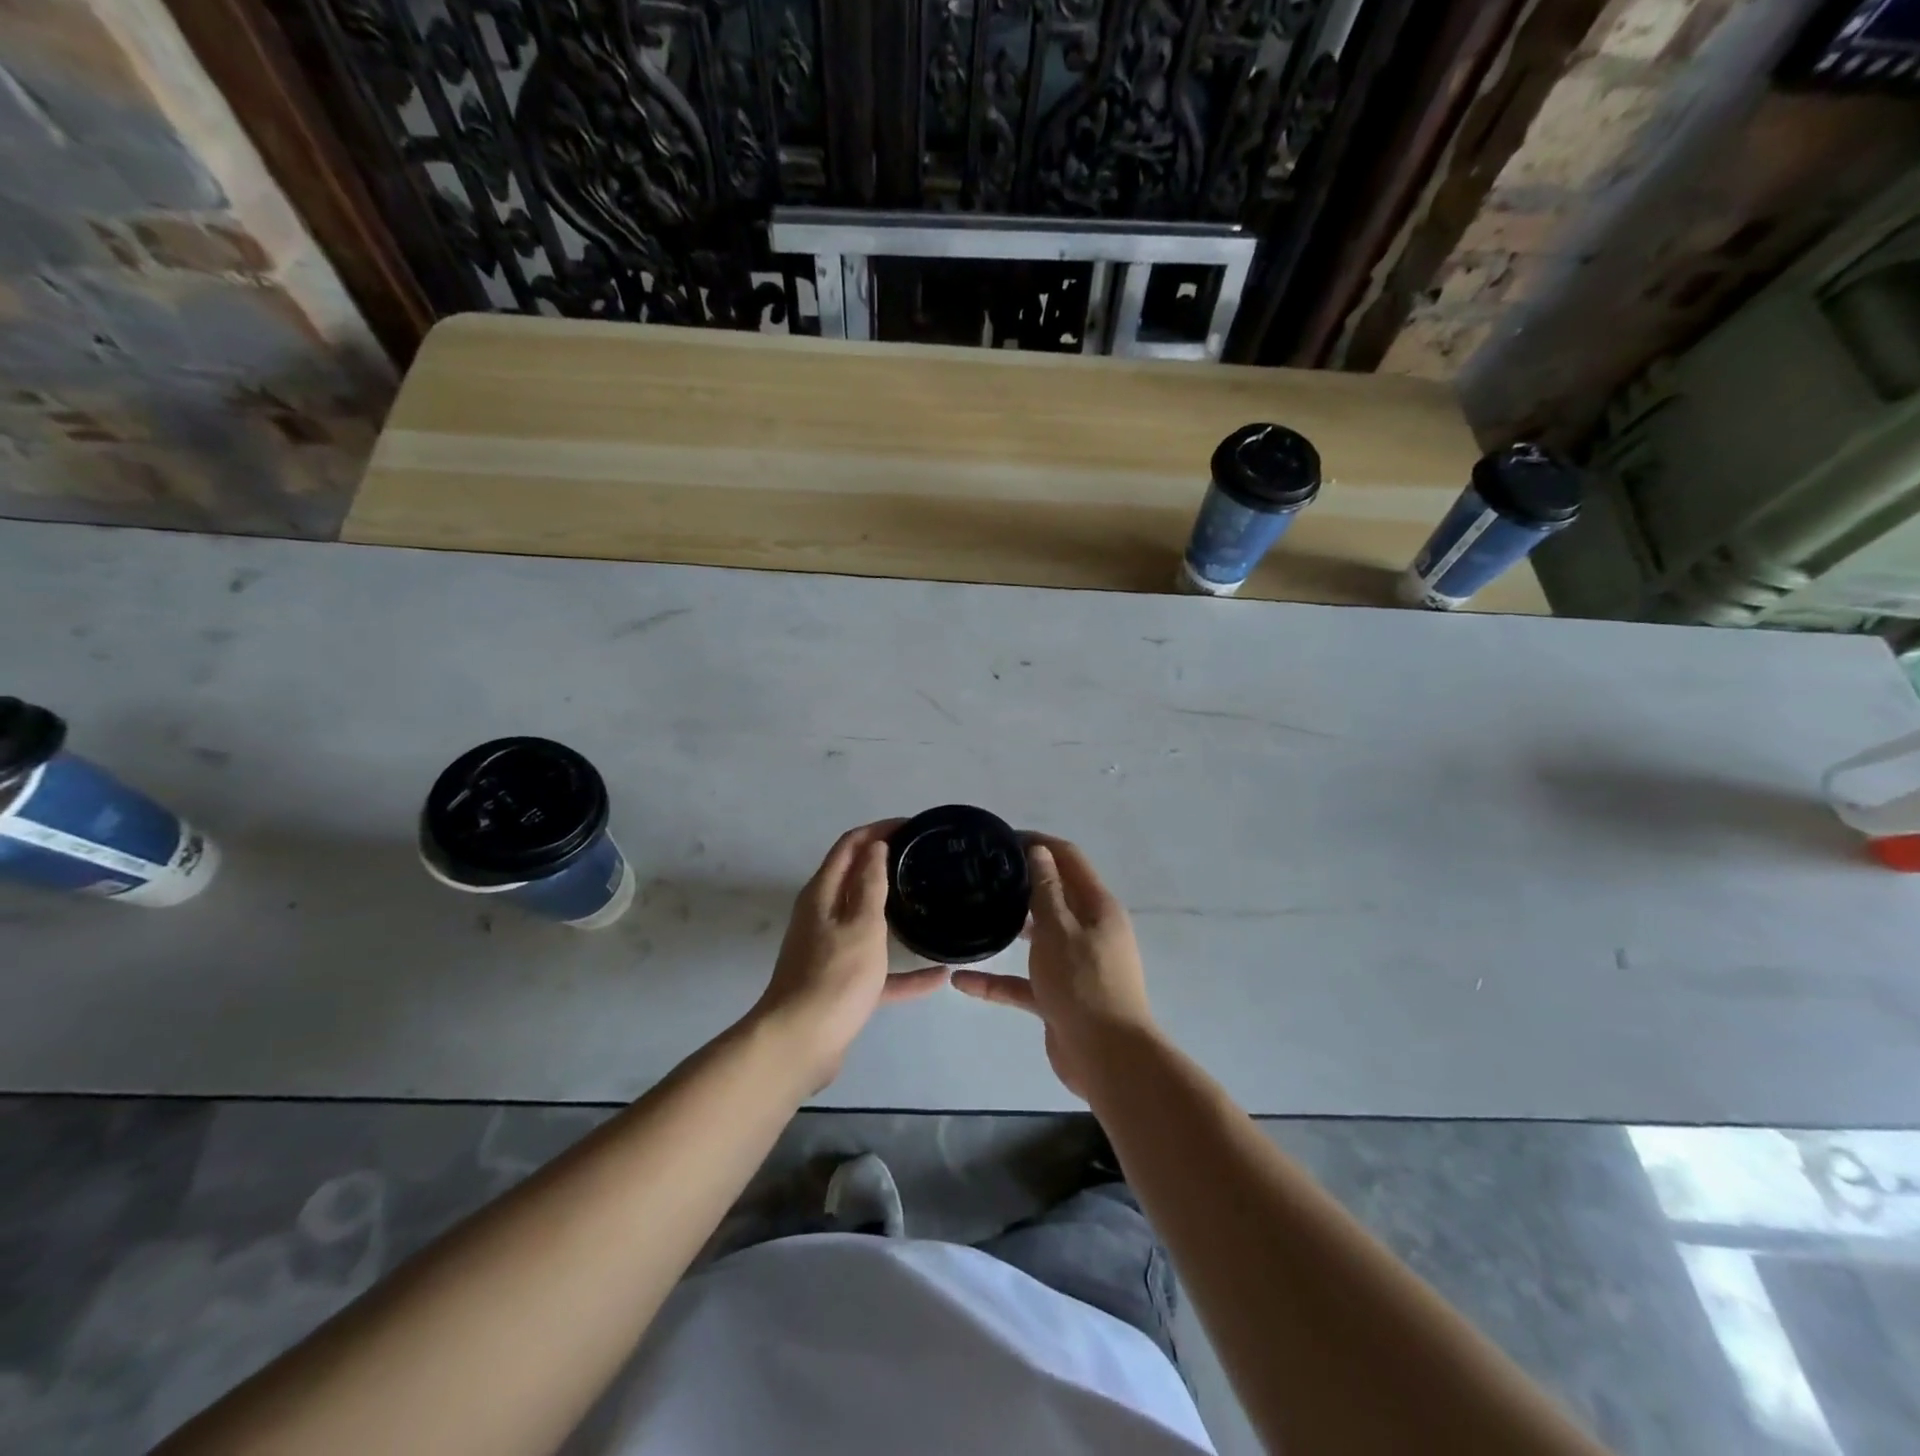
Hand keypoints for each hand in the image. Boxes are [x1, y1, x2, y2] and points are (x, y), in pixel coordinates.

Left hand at [750, 821, 948, 1092]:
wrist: (800, 1044)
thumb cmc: (834, 977)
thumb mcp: (861, 925)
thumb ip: (870, 885)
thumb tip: (875, 847)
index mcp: (823, 894)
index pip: (850, 846)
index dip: (878, 830)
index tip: (913, 827)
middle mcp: (822, 916)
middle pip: (856, 879)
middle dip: (887, 864)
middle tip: (925, 860)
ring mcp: (831, 951)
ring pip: (867, 922)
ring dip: (894, 911)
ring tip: (930, 903)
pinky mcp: (841, 984)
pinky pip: (878, 969)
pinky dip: (904, 971)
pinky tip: (938, 976)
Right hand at [952, 835, 1156, 1095]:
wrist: (1107, 1057)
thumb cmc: (1083, 983)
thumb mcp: (1060, 929)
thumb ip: (1046, 890)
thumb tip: (1039, 851)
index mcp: (1097, 907)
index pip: (1069, 859)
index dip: (1040, 843)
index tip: (1003, 838)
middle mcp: (1089, 930)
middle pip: (1054, 896)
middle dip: (1021, 882)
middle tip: (981, 874)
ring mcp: (1074, 965)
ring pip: (1038, 938)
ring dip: (1010, 928)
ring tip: (972, 914)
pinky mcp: (1059, 997)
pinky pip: (1024, 982)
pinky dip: (997, 980)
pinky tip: (962, 980)